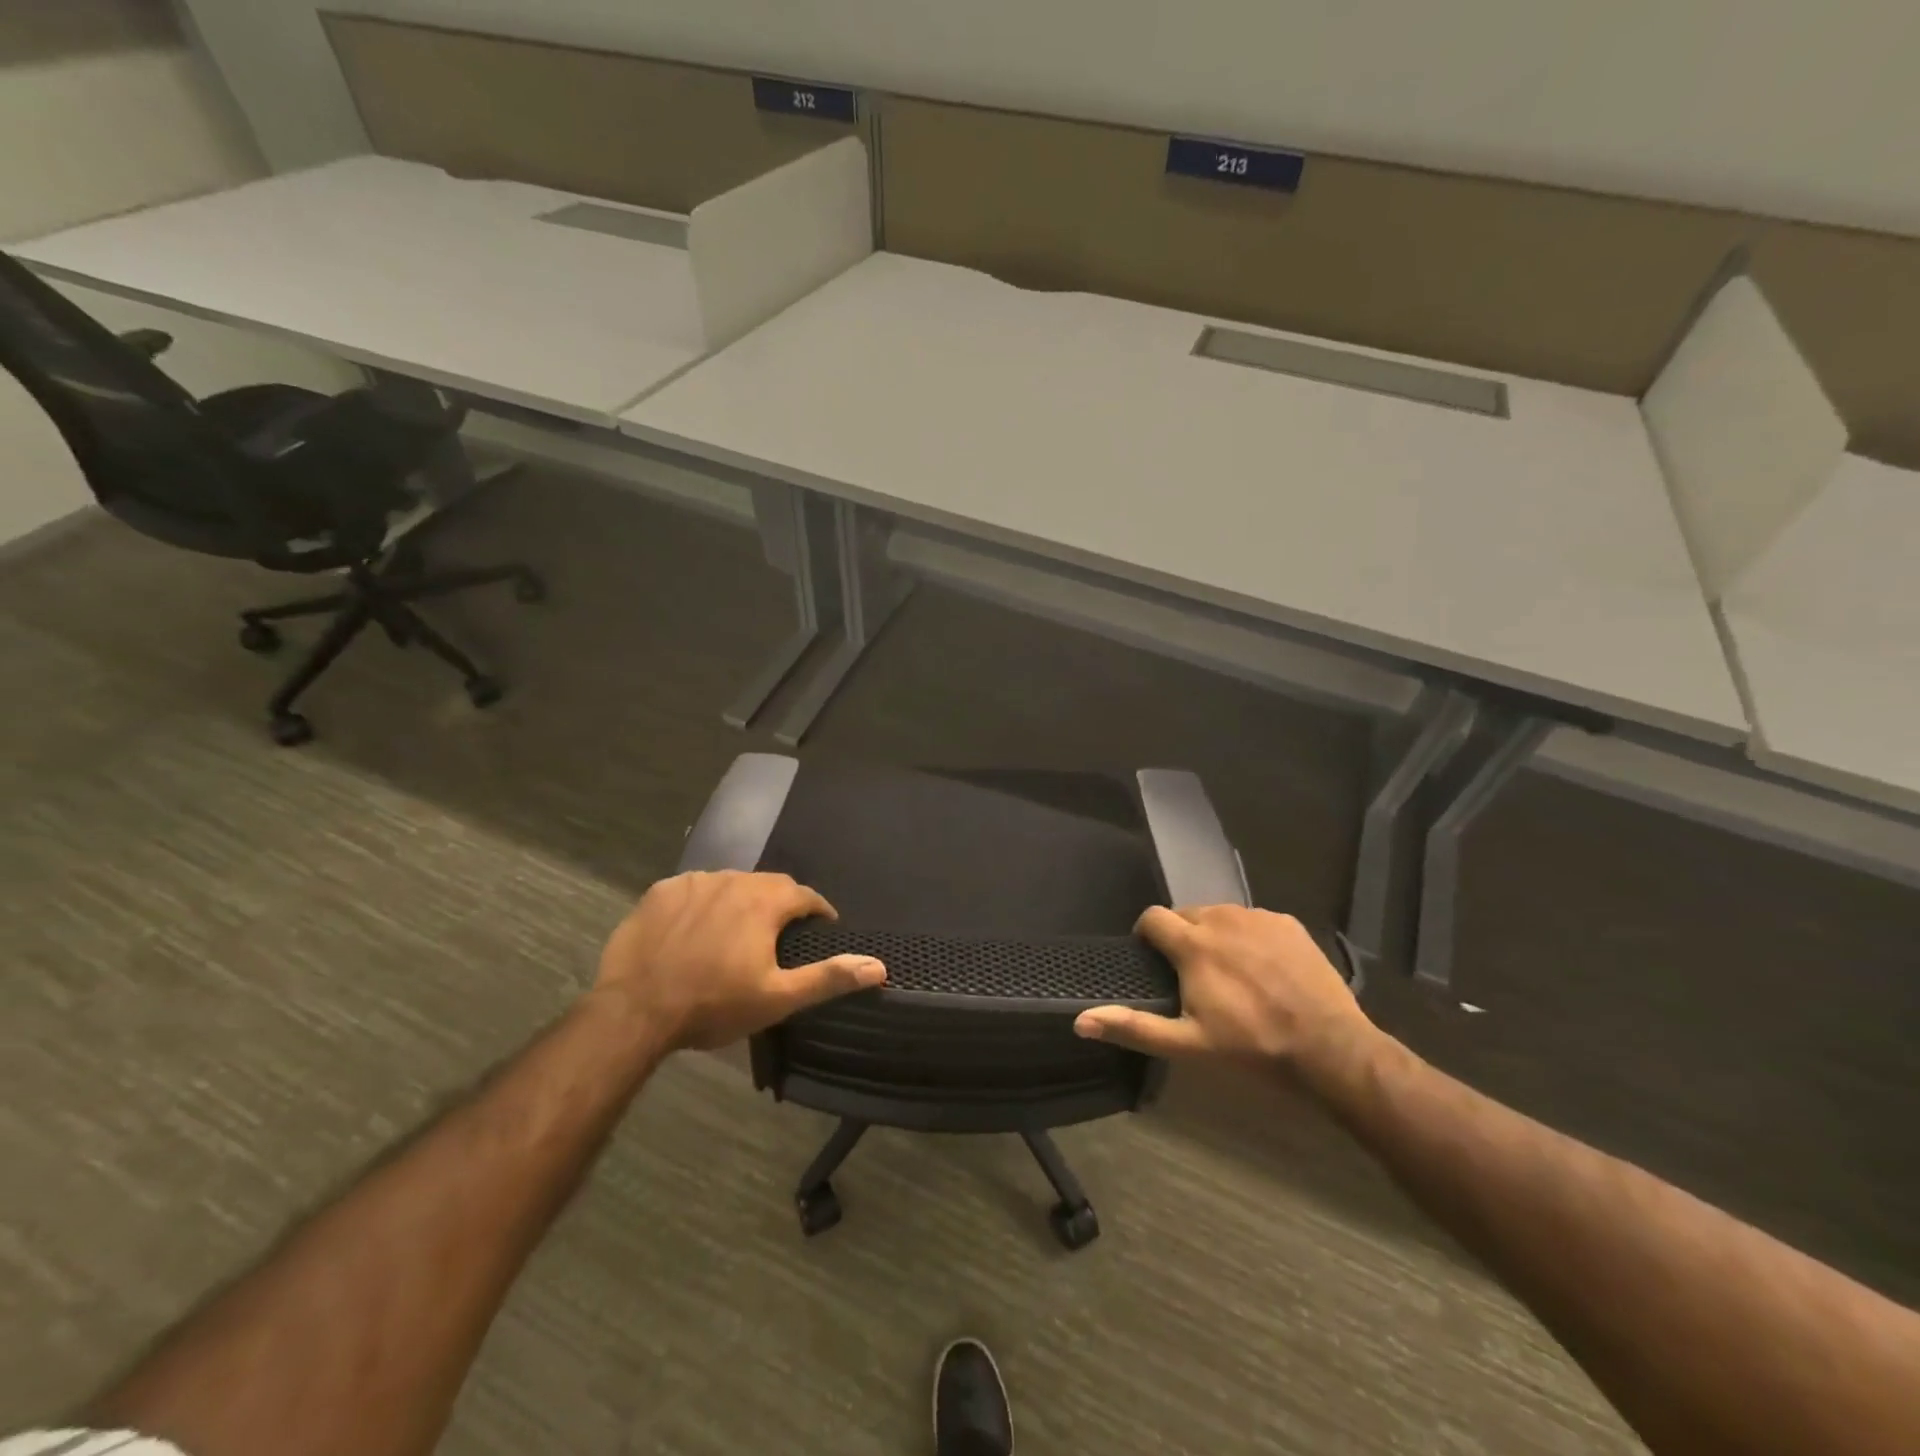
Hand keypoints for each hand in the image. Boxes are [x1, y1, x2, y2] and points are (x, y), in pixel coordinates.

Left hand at [591, 871, 885, 1052]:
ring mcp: (693, 882)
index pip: (805, 894)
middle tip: (779, 935)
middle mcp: (733, 880)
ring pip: (730, 884)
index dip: (818, 910)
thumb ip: (829, 977)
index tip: (822, 928)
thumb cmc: (714, 1005)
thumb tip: (879, 967)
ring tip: (736, 933)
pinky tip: (695, 929)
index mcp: (765, 902)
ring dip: (741, 902)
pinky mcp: (660, 892)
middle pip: (768, 885)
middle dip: (780, 904)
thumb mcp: (778, 998)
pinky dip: (704, 903)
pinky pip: (694, 889)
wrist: (635, 1011)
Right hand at [1073, 905, 1371, 1071]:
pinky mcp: (1287, 923)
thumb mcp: (1187, 1044)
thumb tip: (1080, 1021)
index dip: (1146, 935)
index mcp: (1193, 943)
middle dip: (1181, 937)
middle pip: (1186, 914)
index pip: (1152, 917)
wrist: (1330, 1048)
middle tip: (1192, 974)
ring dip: (1214, 934)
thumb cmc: (1251, 1047)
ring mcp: (1258, 918)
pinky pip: (1253, 920)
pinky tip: (1262, 968)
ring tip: (1227, 971)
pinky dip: (1247, 936)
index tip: (1152, 959)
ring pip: (1220, 915)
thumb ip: (1133, 1027)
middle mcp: (1221, 918)